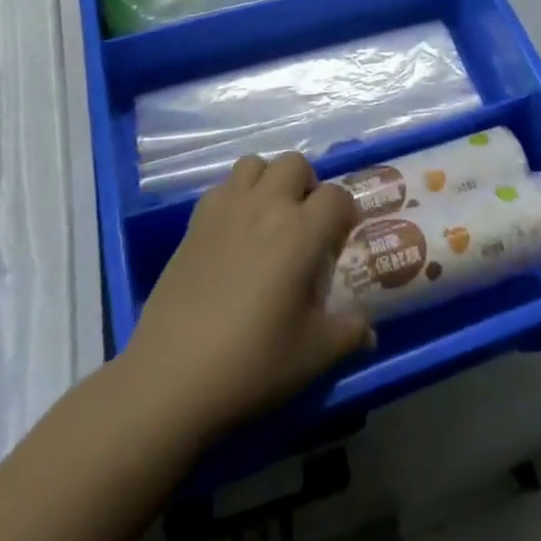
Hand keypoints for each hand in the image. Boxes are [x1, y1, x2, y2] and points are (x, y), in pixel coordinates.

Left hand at [125, 153, 373, 442]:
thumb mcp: (314, 355)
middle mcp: (266, 206)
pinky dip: (235, 196)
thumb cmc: (252, 363)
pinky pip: (222, 187)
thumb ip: (348, 333)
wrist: (172, 377)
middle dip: (307, 185)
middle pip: (295, 163)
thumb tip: (368, 331)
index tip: (342, 238)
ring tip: (269, 217)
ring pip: (255, 164)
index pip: (337, 195)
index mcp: (301, 231)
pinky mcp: (195, 221)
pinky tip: (234, 232)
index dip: (345, 212)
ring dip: (269, 181)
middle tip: (306, 223)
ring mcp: (227, 209)